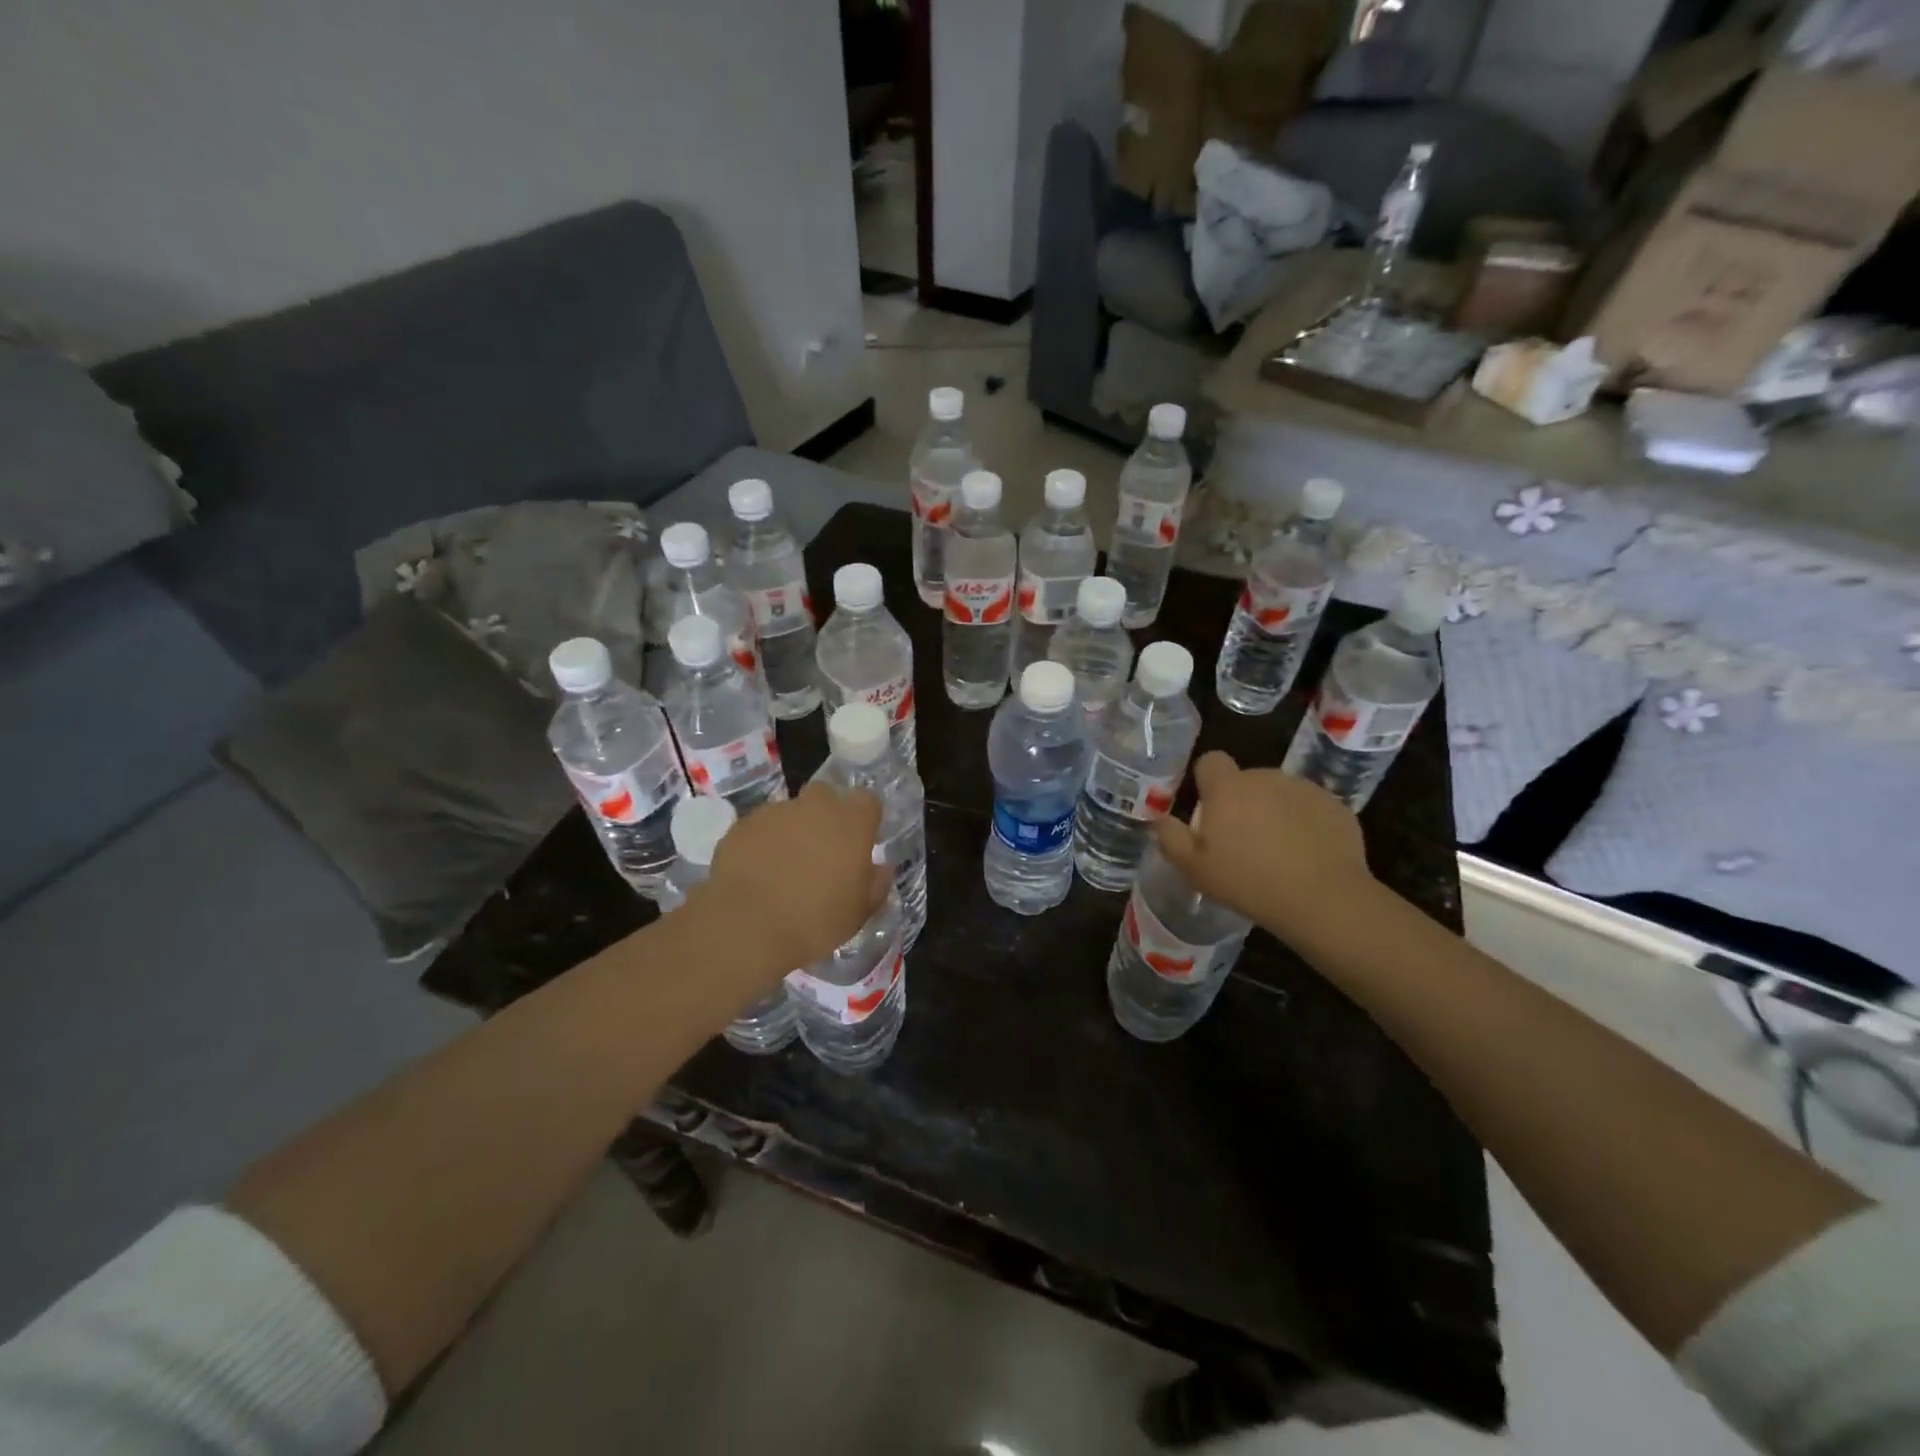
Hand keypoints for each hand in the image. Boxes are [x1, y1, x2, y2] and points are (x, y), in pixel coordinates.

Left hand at [699, 781, 889, 973]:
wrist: (747, 927)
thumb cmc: (815, 922)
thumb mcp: (859, 912)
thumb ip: (875, 884)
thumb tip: (881, 868)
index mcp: (851, 823)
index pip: (867, 801)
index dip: (864, 818)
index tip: (860, 841)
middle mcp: (815, 807)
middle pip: (825, 796)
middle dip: (824, 815)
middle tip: (821, 850)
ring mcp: (775, 812)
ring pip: (789, 812)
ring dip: (791, 831)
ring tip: (782, 867)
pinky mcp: (742, 826)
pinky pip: (759, 828)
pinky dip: (761, 843)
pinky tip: (756, 873)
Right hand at [1154, 752, 1378, 942]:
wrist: (1323, 899)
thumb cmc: (1248, 883)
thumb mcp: (1194, 869)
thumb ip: (1171, 838)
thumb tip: (1161, 818)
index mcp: (1228, 788)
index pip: (1210, 761)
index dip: (1207, 781)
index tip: (1210, 809)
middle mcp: (1265, 778)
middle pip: (1246, 780)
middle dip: (1242, 802)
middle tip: (1243, 841)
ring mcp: (1304, 789)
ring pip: (1279, 793)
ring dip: (1274, 811)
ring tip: (1279, 851)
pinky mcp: (1335, 805)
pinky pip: (1310, 808)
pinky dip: (1306, 823)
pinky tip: (1307, 854)